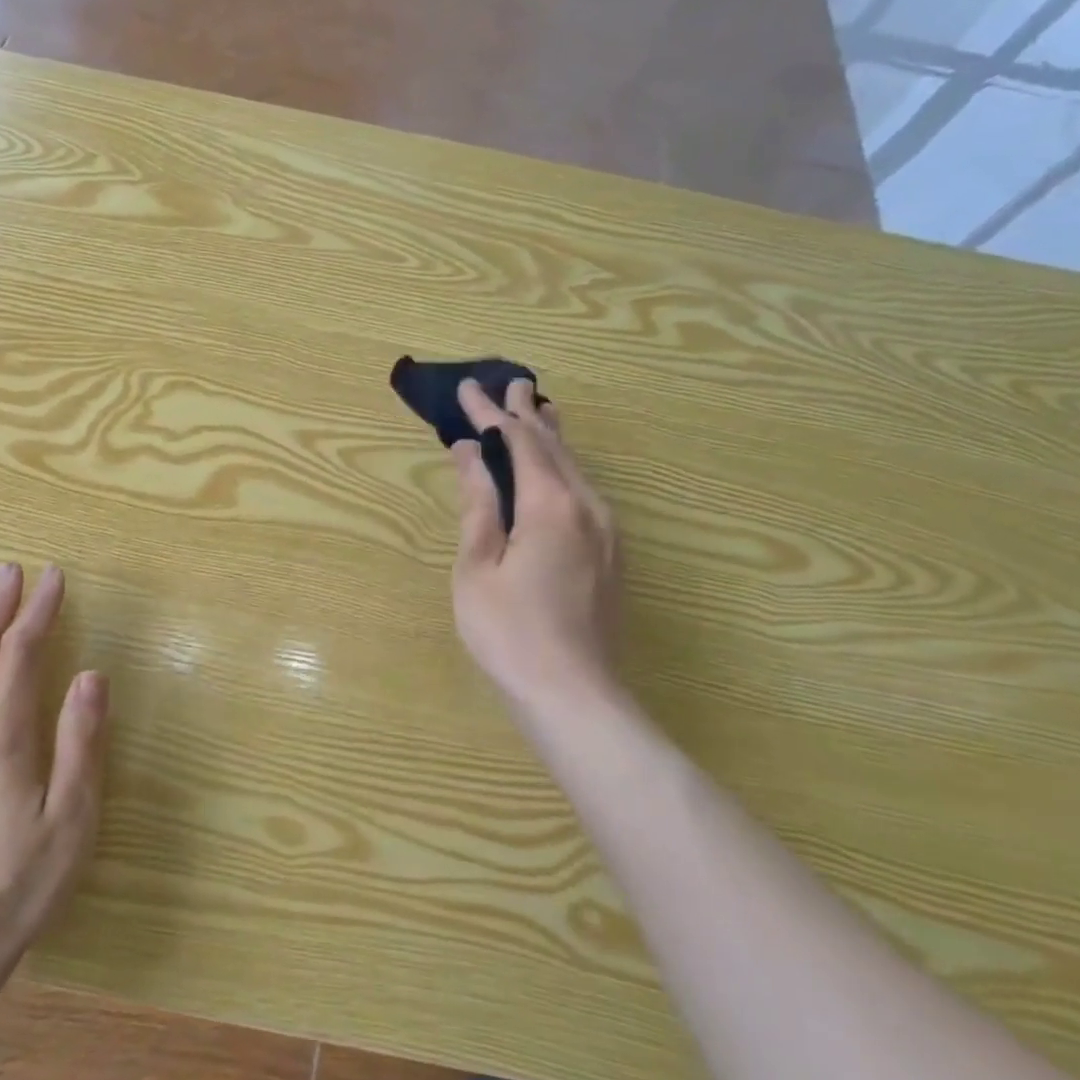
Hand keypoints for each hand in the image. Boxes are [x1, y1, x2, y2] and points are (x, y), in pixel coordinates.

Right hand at [450, 378, 622, 714]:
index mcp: (551, 505)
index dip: (490, 413)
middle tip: (511, 383)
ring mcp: (607, 531)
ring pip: (576, 468)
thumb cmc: (510, 632)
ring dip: (550, 438)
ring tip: (536, 412)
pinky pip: (585, 492)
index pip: (517, 442)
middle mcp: (587, 507)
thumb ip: (478, 504)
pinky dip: (563, 468)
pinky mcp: (611, 554)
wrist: (574, 696)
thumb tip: (468, 452)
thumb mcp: (478, 565)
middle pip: (554, 446)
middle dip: (527, 414)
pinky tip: (555, 470)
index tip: (467, 388)